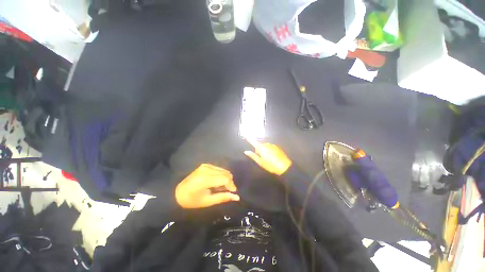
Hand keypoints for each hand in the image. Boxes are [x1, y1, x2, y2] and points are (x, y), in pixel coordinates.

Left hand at [175, 164, 239, 208]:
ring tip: (221, 187)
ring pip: (223, 170)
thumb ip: (223, 197)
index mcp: (205, 179)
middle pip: (226, 173)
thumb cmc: (192, 200)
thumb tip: (237, 197)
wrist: (178, 192)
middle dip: (229, 182)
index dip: (232, 185)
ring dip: (226, 178)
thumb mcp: (207, 201)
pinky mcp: (205, 165)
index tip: (233, 192)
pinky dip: (221, 175)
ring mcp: (206, 165)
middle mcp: (207, 169)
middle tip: (227, 191)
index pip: (225, 178)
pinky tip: (217, 182)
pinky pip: (219, 169)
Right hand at [244, 139, 291, 175]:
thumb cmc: (270, 165)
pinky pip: (270, 147)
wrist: (284, 167)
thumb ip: (253, 156)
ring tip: (267, 158)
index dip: (249, 138)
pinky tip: (272, 157)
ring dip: (264, 150)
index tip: (245, 133)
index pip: (253, 141)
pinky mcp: (276, 147)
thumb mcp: (260, 162)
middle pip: (259, 144)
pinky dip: (269, 150)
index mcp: (261, 148)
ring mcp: (272, 145)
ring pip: (265, 146)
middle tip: (261, 158)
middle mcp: (267, 144)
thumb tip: (246, 151)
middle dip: (258, 149)